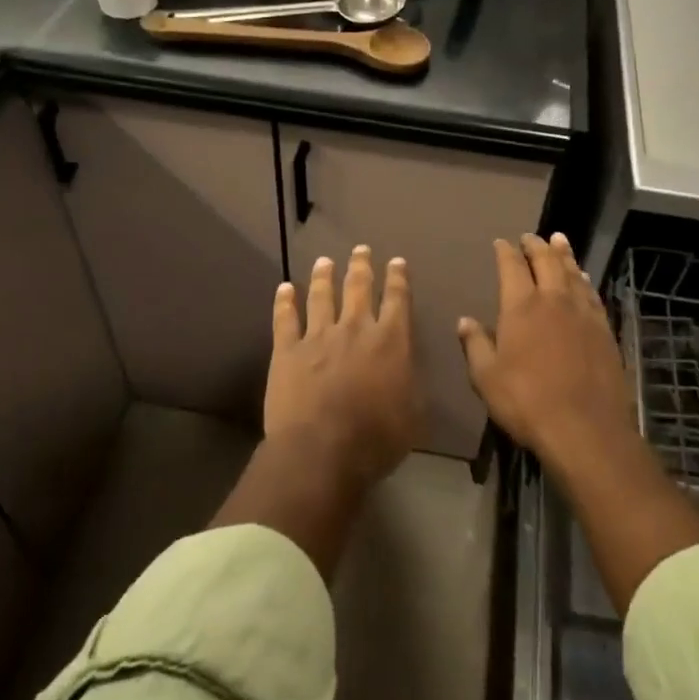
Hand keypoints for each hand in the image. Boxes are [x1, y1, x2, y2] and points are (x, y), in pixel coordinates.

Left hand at [266, 246, 422, 489]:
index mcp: (391, 341)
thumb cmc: (376, 438)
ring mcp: (318, 336)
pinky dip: (284, 301)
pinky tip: (284, 288)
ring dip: (324, 276)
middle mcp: (355, 328)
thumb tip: (408, 369)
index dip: (398, 279)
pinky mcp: (287, 350)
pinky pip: (285, 319)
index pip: (398, 300)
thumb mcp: (414, 415)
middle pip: (358, 288)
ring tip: (325, 260)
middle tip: (361, 249)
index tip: (397, 262)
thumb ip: (411, 384)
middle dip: (361, 266)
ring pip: (322, 296)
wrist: (322, 450)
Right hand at [458, 233, 635, 467]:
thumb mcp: (487, 378)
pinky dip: (584, 280)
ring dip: (564, 254)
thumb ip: (475, 345)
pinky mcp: (603, 330)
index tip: (501, 242)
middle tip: (531, 236)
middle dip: (536, 245)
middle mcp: (554, 300)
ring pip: (572, 273)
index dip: (505, 252)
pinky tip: (584, 279)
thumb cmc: (526, 402)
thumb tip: (465, 320)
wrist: (585, 428)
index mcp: (521, 307)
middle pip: (546, 261)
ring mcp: (583, 313)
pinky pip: (592, 294)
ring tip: (559, 241)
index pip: (512, 267)